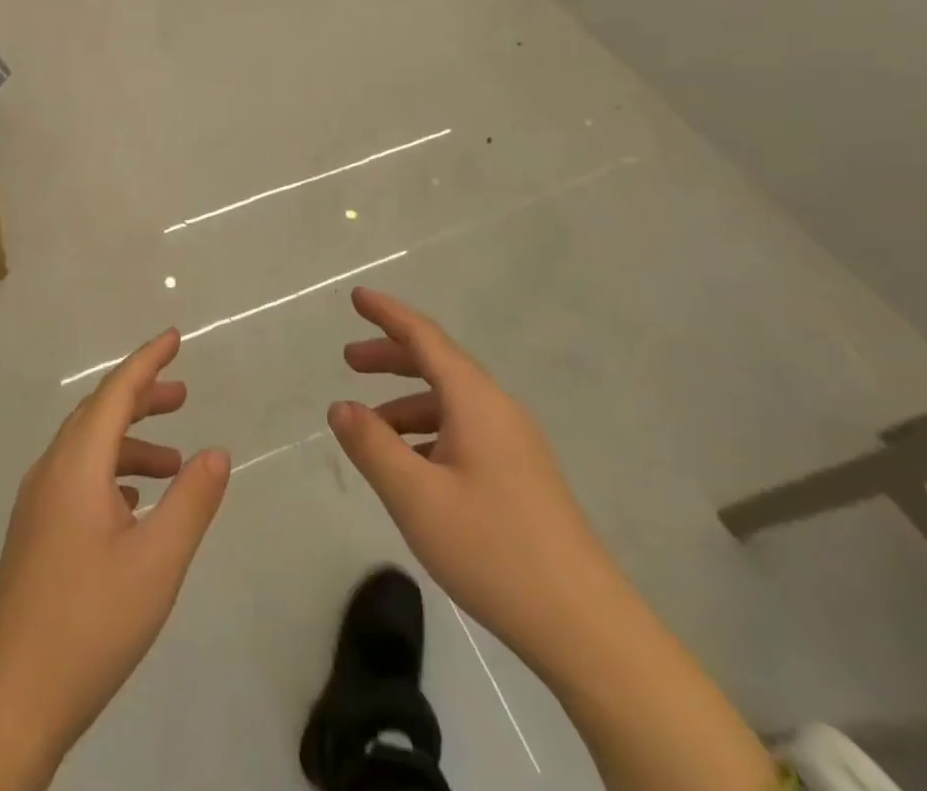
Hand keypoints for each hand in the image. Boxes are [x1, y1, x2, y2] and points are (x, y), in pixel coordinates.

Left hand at [0, 329, 229, 770]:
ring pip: (87, 449)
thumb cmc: (90, 622)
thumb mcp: (157, 561)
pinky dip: (112, 474)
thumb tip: (217, 452)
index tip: (175, 337)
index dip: (147, 361)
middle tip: (183, 395)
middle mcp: (51, 471)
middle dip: (141, 397)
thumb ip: (191, 500)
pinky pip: (77, 479)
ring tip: (175, 462)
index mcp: (76, 465)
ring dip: (131, 443)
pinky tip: (135, 506)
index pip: (115, 392)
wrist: (12, 701)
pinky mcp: (34, 534)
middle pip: (98, 413)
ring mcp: (37, 504)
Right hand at [327, 287, 619, 675]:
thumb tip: (341, 406)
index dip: (388, 314)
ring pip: (450, 402)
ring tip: (369, 427)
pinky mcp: (521, 476)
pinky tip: (410, 467)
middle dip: (391, 357)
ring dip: (406, 402)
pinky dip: (428, 432)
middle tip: (349, 360)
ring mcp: (515, 444)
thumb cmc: (493, 550)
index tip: (357, 298)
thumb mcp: (416, 497)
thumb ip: (372, 446)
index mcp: (476, 401)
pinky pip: (464, 431)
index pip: (425, 337)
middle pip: (438, 364)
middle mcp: (498, 410)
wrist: (585, 627)